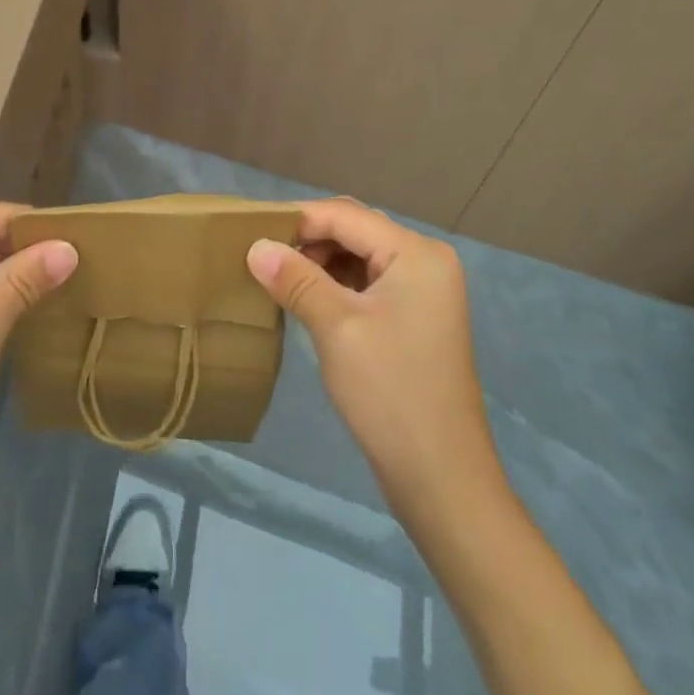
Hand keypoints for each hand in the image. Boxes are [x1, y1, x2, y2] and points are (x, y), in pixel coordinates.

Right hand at [247, 198, 499, 512]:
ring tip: (279, 278)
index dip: (298, 220)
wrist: (442, 479)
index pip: (346, 215)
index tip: (251, 233)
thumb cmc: (389, 393)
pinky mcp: (416, 316)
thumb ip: (295, 278)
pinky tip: (307, 298)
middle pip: (355, 229)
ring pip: (360, 255)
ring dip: (320, 261)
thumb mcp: (335, 328)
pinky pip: (369, 281)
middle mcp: (426, 260)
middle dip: (309, 239)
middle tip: (264, 257)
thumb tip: (255, 246)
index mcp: (416, 253)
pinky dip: (337, 283)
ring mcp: (424, 290)